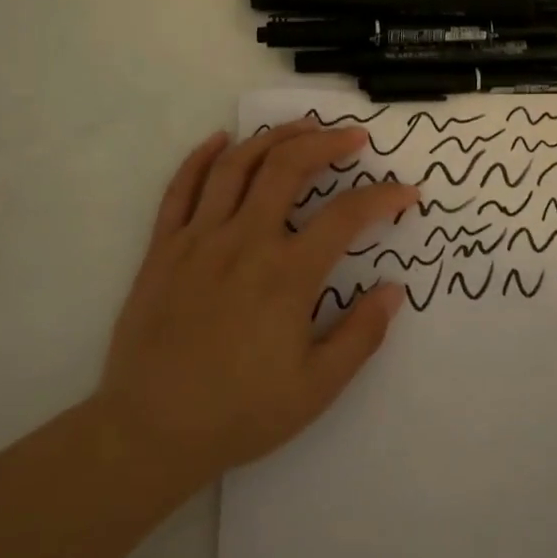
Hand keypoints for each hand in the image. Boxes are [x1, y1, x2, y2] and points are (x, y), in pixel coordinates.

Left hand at [96, 121, 419, 488]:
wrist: (150, 431)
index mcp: (287, 275)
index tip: (406, 193)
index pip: (347, 216)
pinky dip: (202, 157)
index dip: (383, 197)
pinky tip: (222, 140)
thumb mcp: (316, 388)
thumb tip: (393, 290)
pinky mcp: (163, 248)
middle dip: (327, 142)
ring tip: (302, 126)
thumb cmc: (240, 413)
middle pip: (288, 167)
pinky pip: (181, 188)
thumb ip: (360, 335)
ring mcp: (199, 239)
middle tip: (353, 138)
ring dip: (273, 137)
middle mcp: (244, 242)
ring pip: (237, 165)